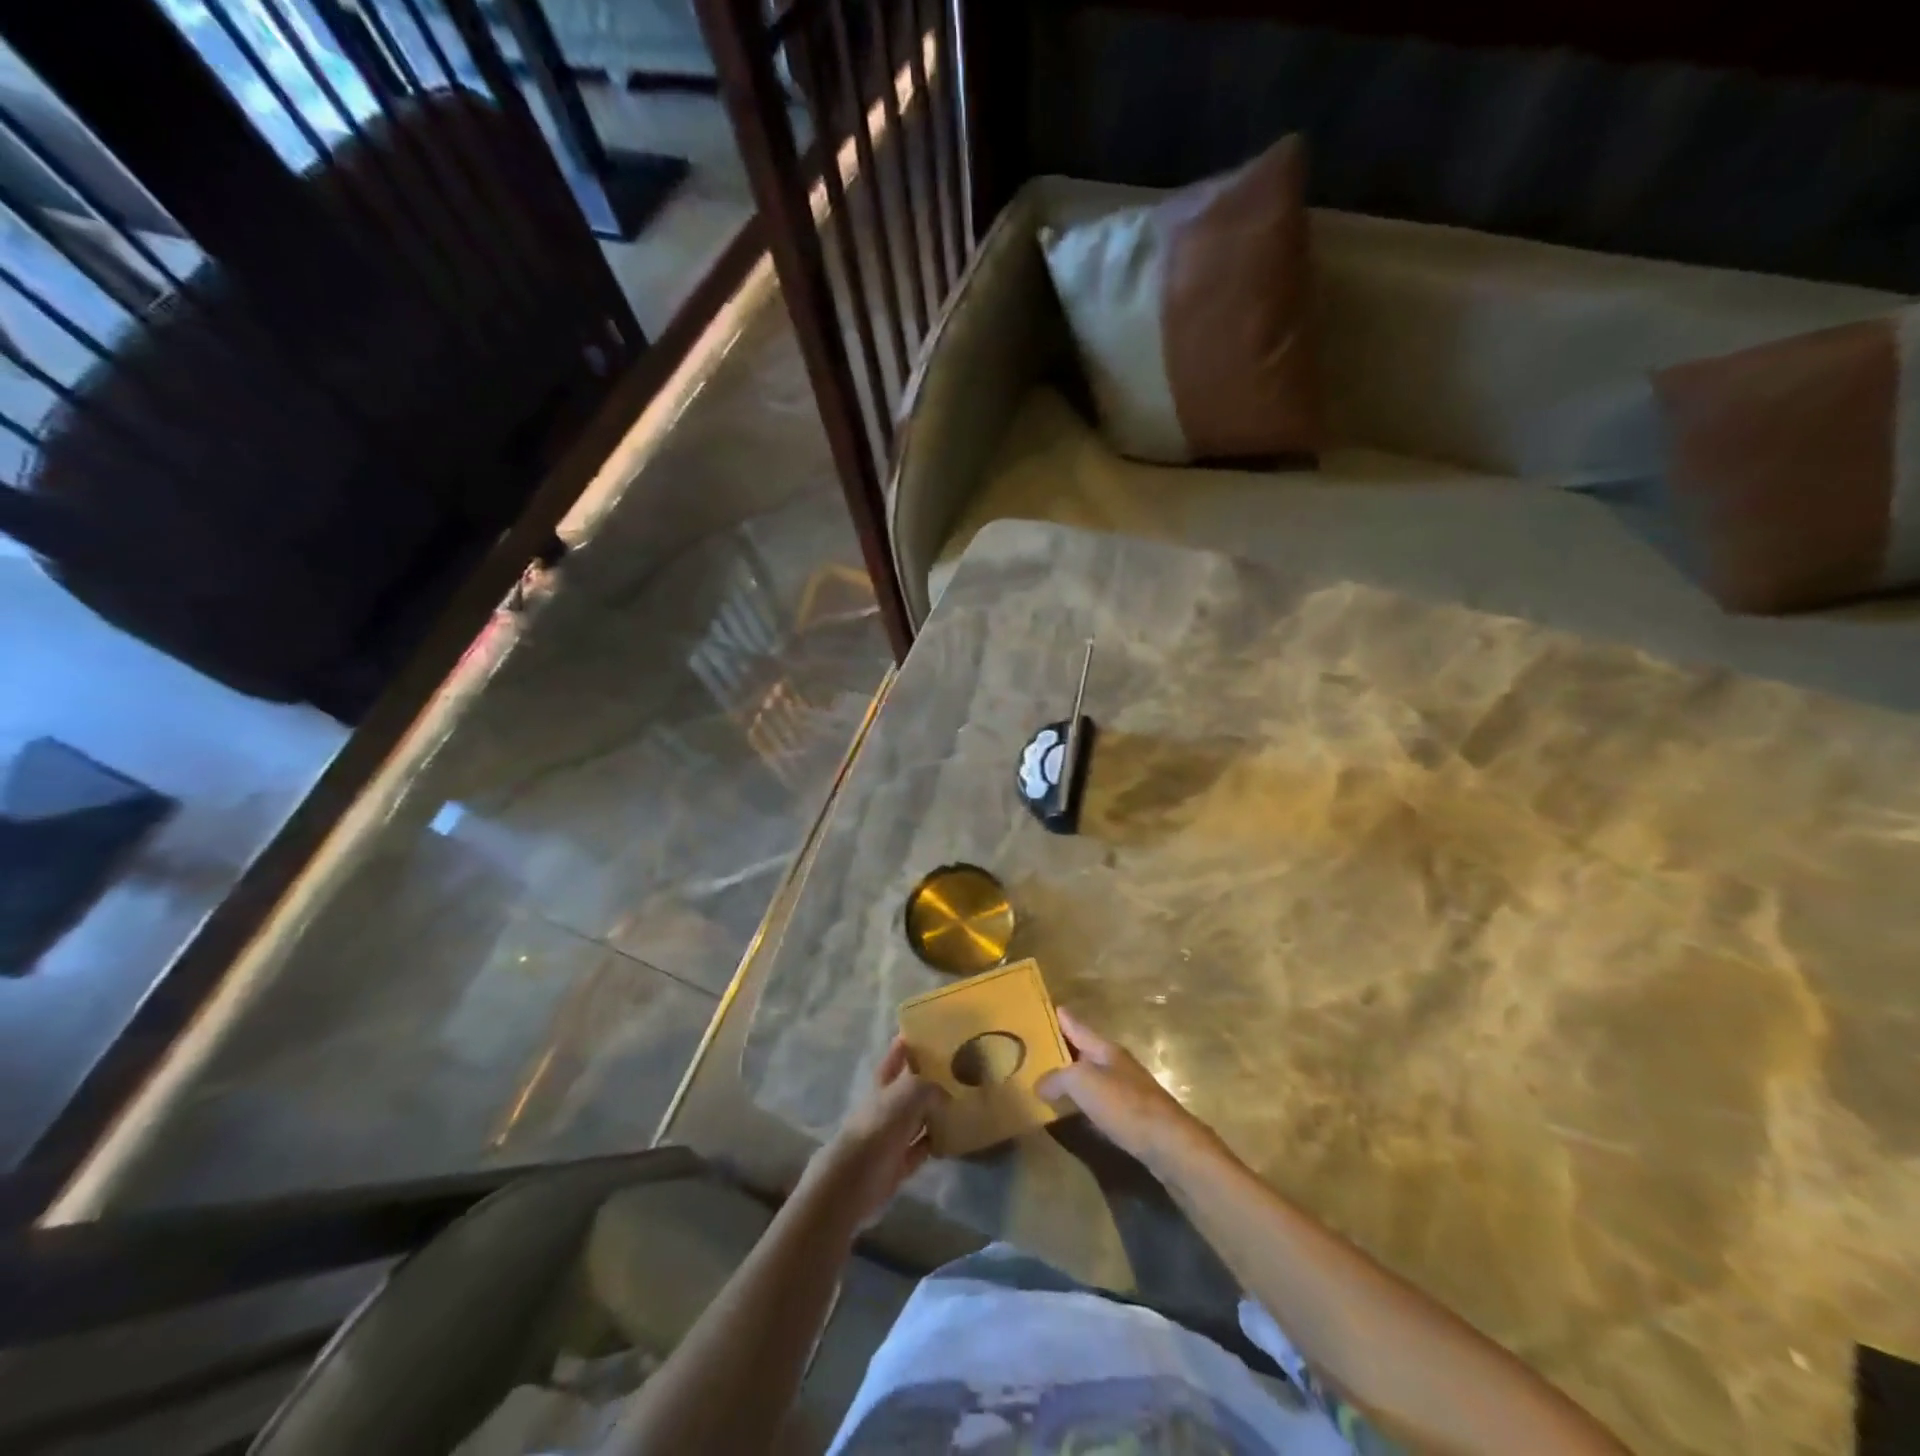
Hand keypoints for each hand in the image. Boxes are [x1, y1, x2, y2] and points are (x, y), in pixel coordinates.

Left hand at [803, 1037, 945, 1229]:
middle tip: (960, 1066)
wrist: (854, 1180)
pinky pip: (923, 1147)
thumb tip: (948, 1095)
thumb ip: (929, 1087)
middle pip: (911, 1086)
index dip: (909, 1041)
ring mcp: (893, 1134)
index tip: (930, 1029)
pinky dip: (937, 1142)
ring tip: (966, 1100)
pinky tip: (956, 1137)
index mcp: (883, 1082)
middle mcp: (888, 1105)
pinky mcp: (899, 1162)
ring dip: (938, 1111)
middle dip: (931, 1076)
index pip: (897, 1054)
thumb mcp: (907, 1094)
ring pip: (919, 1117)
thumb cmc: (878, 1127)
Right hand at [1038, 1008, 1221, 1178]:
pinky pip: (1097, 1101)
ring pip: (1090, 1076)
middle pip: (1083, 1050)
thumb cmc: (1125, 1104)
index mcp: (1105, 1048)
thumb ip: (1057, 1077)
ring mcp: (1125, 1090)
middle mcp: (1115, 1064)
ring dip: (1069, 1076)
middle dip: (1061, 1047)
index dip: (1059, 1017)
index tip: (1041, 1007)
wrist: (1169, 1145)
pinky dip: (1080, 1101)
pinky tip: (1069, 1110)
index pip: (1076, 1026)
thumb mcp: (1083, 1083)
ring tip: (1043, 1078)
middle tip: (1031, 1046)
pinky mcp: (1130, 1117)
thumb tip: (1039, 1084)